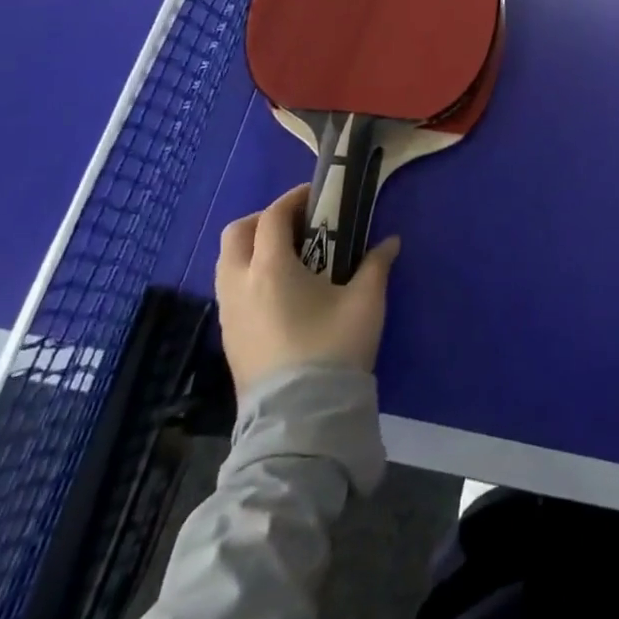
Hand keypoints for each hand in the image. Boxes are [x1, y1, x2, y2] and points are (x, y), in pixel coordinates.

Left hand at [215, 183, 400, 394]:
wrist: (301, 421)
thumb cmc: (332, 350)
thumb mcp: (365, 302)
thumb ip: (376, 265)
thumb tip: (390, 242)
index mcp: (271, 268)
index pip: (272, 217)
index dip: (293, 200)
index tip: (317, 196)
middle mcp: (241, 285)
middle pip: (236, 234)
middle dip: (263, 220)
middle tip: (296, 225)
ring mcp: (229, 315)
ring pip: (227, 263)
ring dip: (252, 249)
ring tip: (289, 257)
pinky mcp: (229, 340)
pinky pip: (230, 291)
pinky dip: (248, 276)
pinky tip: (279, 292)